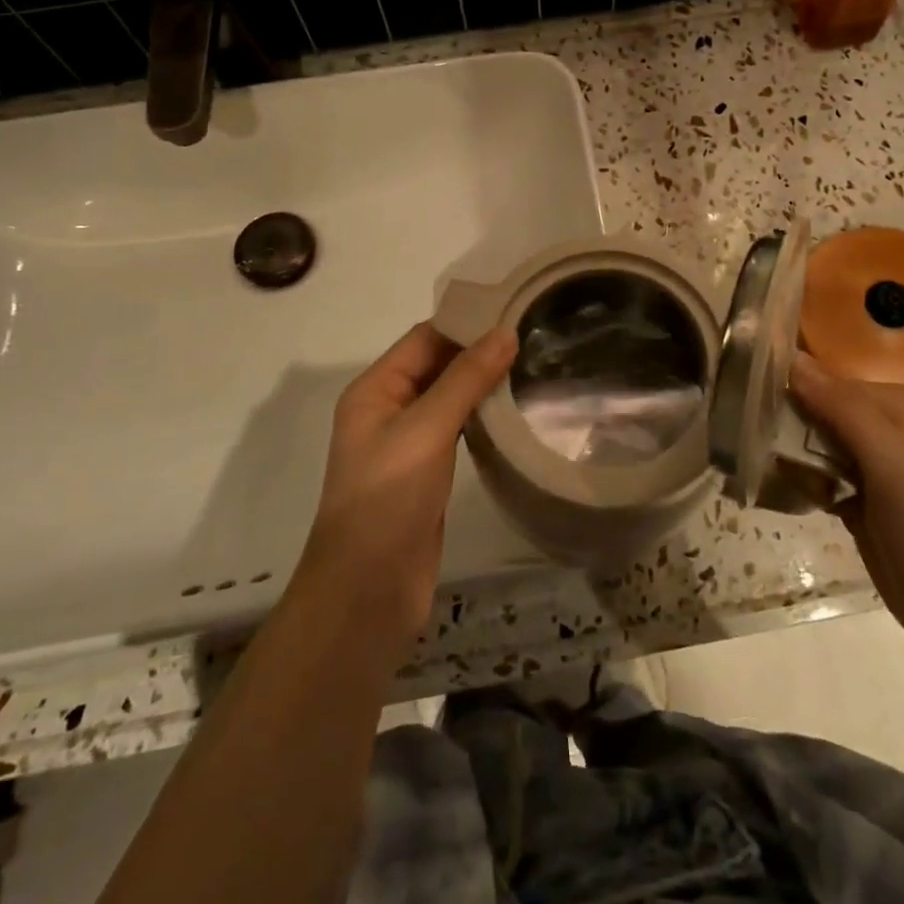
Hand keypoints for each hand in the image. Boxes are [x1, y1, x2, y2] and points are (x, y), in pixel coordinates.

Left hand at [295, 322, 517, 661]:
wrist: (368, 593)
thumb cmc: (387, 499)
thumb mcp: (426, 430)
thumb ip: (465, 379)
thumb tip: (506, 331)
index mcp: (375, 390)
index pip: (424, 338)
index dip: (466, 323)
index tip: (515, 309)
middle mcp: (389, 410)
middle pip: (438, 366)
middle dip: (480, 352)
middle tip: (536, 334)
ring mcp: (409, 444)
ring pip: (451, 399)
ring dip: (484, 384)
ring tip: (534, 364)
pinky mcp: (428, 474)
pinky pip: (458, 431)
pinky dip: (483, 417)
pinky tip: (516, 411)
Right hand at [788, 352, 903, 644]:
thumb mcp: (885, 454)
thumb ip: (838, 405)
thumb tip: (790, 358)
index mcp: (894, 402)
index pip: (826, 377)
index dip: (790, 388)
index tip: (753, 402)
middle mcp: (881, 424)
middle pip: (816, 408)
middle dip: (788, 426)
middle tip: (762, 444)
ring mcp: (869, 462)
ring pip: (811, 442)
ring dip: (791, 457)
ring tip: (779, 474)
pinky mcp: (857, 495)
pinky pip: (815, 474)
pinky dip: (802, 483)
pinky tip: (796, 494)